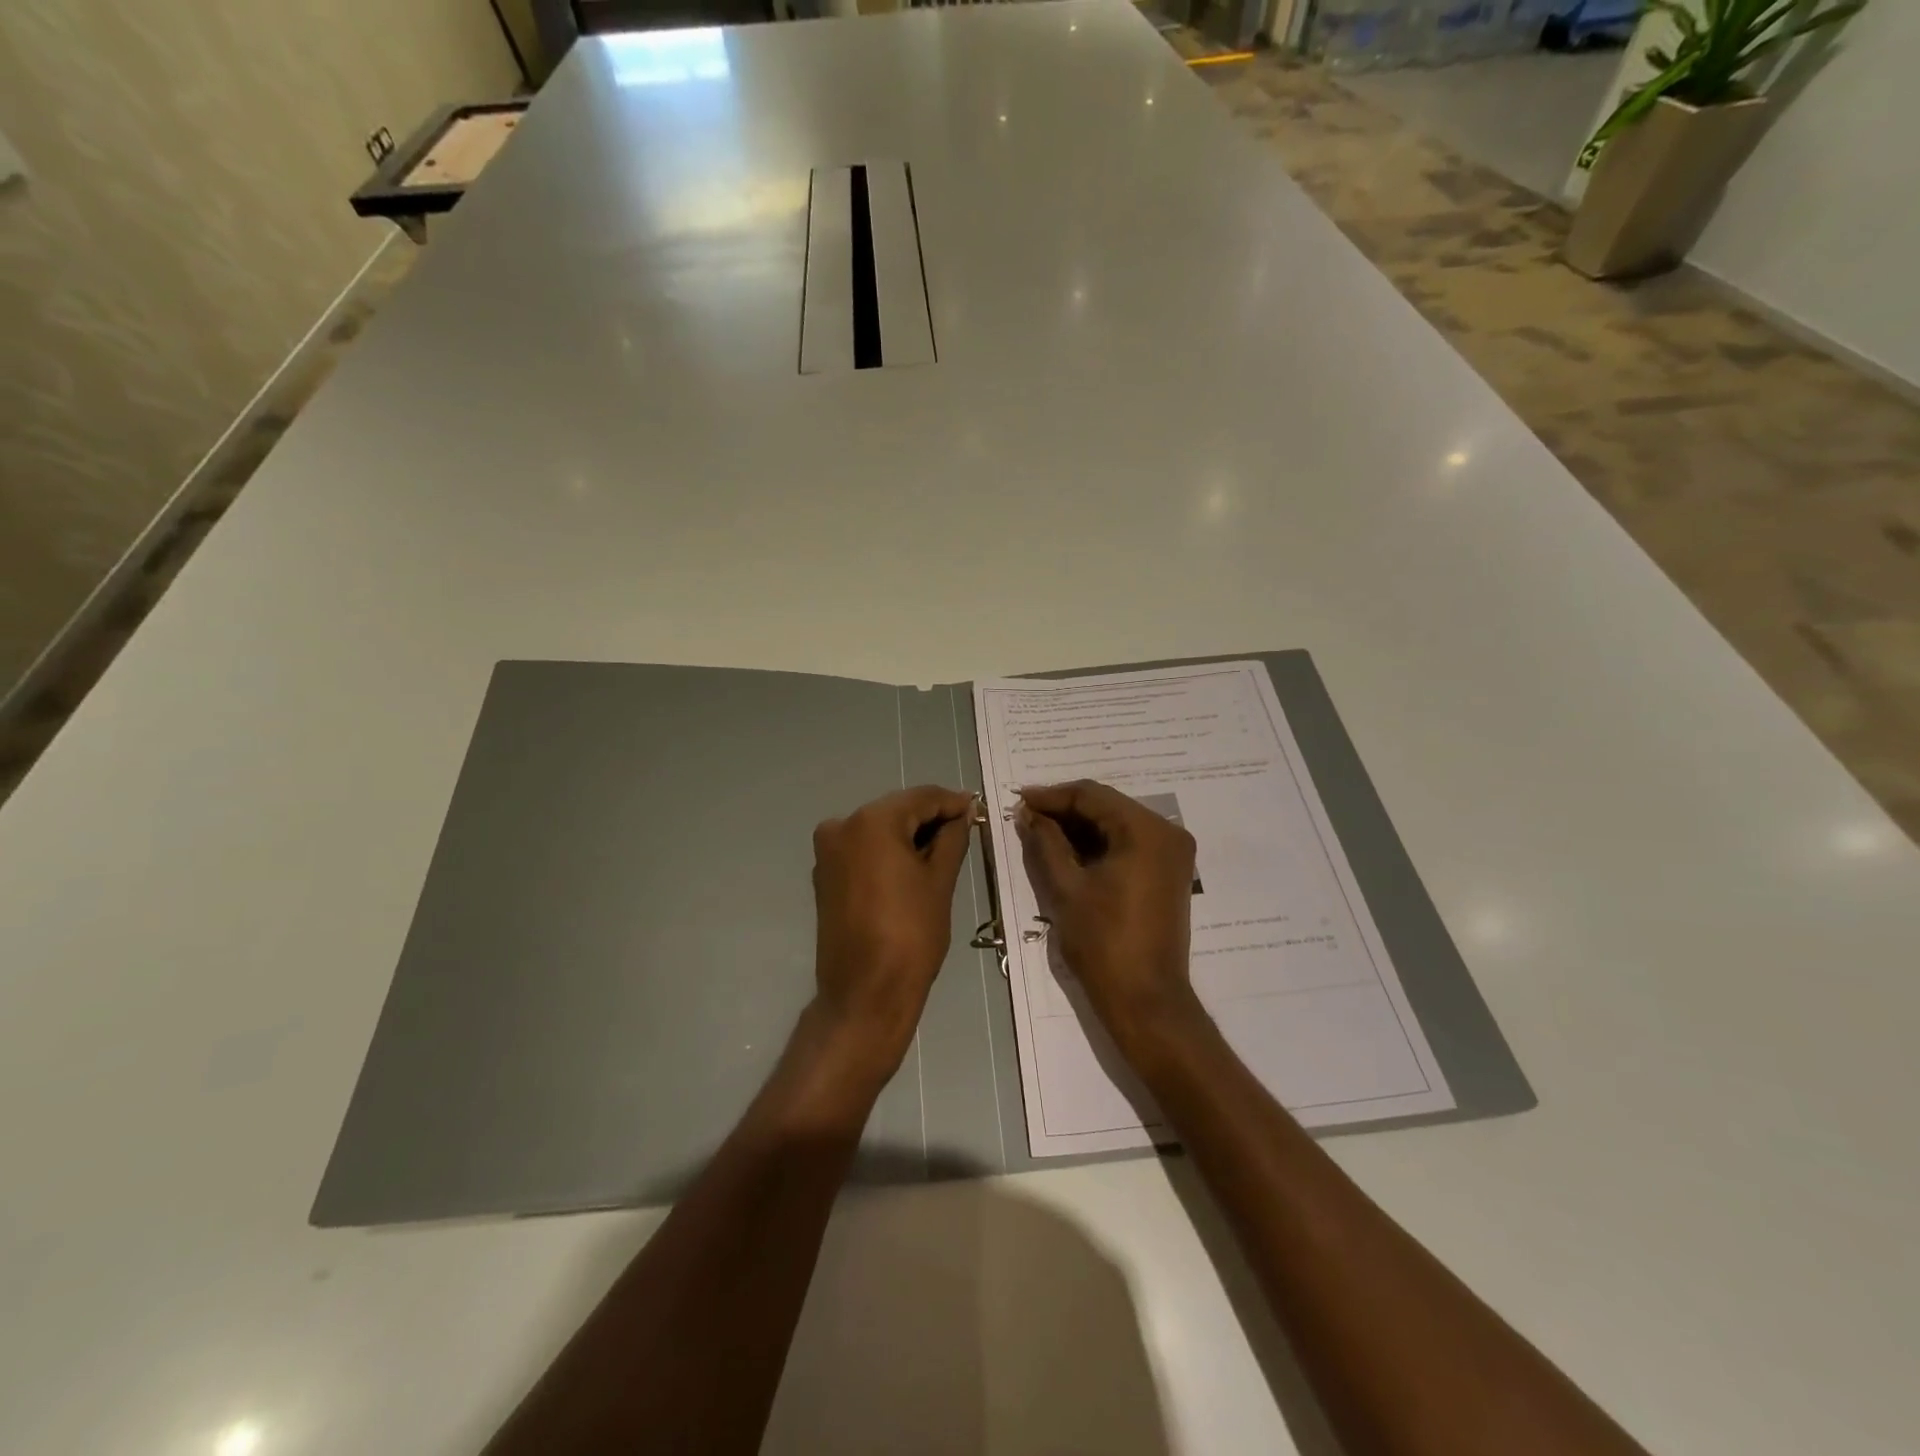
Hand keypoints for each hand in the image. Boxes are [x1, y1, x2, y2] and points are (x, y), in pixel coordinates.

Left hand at [811, 785, 974, 1074]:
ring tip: (943, 851)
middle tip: (965, 830)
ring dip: (909, 835)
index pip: (921, 797)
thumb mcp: (940, 881)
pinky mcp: (825, 874)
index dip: (952, 803)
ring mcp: (828, 851)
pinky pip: (863, 849)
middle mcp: (842, 825)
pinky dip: (887, 852)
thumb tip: (961, 815)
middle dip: (930, 818)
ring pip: (878, 829)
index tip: (976, 809)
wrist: (865, 992)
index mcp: (872, 821)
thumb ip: (952, 839)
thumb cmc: (911, 934)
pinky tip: (912, 866)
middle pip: (897, 810)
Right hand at [1016, 780, 1204, 1056]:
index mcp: (1146, 831)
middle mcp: (1167, 832)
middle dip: (1065, 810)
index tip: (1019, 801)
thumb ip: (1046, 842)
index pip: (1092, 796)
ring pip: (1117, 823)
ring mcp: (1172, 853)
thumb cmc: (1103, 942)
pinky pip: (1129, 843)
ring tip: (1040, 831)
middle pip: (1107, 806)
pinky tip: (1067, 849)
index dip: (1052, 796)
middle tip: (1026, 816)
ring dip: (1080, 826)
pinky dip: (1099, 843)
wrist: (1145, 999)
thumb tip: (1028, 813)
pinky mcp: (1168, 872)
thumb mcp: (1066, 888)